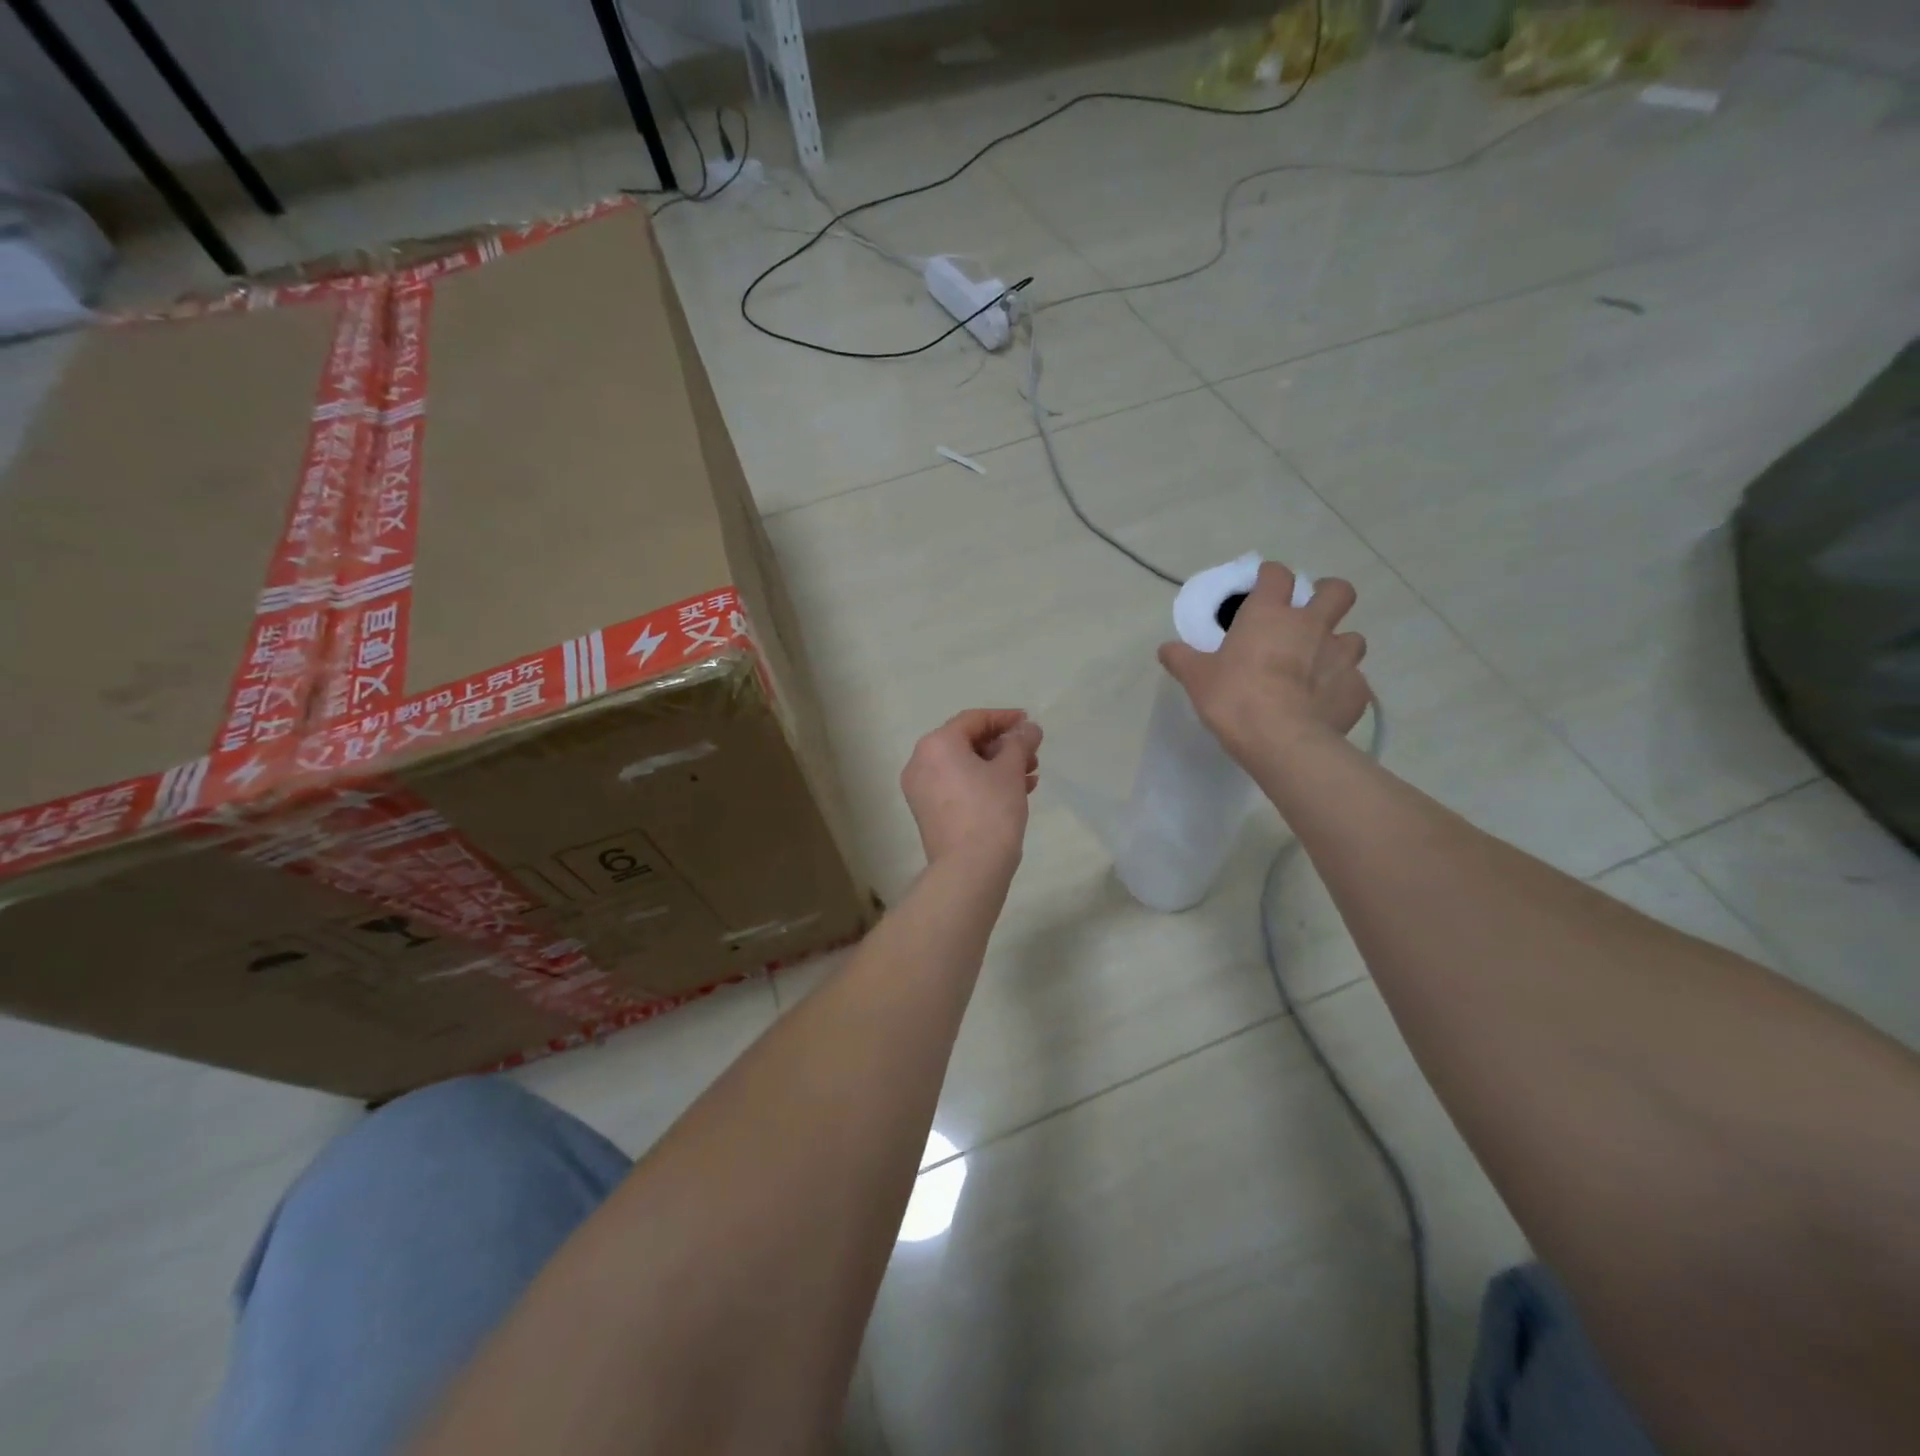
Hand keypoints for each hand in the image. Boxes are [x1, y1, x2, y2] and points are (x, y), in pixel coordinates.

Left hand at [901, 709, 1042, 870]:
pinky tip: (1015, 793)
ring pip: (963, 767)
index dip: (1004, 718)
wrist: (969, 868)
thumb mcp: (1010, 770)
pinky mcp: (927, 812)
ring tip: (1030, 776)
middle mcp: (921, 762)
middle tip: (1033, 754)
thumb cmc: (990, 810)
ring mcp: (921, 790)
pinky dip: (982, 784)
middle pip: (967, 743)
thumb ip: (1020, 742)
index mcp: (937, 744)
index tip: (1029, 723)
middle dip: (1003, 747)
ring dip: (997, 767)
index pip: (973, 720)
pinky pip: (957, 786)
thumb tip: (1028, 728)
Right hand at [1159, 562, 1369, 765]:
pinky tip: (1325, 702)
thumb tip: (1165, 648)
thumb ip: (1182, 659)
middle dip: (1327, 595)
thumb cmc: (1235, 698)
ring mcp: (1340, 656)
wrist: (1282, 740)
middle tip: (1310, 613)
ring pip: (1353, 637)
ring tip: (1320, 664)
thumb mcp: (1197, 678)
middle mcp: (1312, 625)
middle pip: (1337, 591)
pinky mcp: (1357, 690)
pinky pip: (1354, 681)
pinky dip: (1342, 687)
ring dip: (1339, 645)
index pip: (1277, 575)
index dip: (1271, 575)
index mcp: (1270, 615)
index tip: (1264, 584)